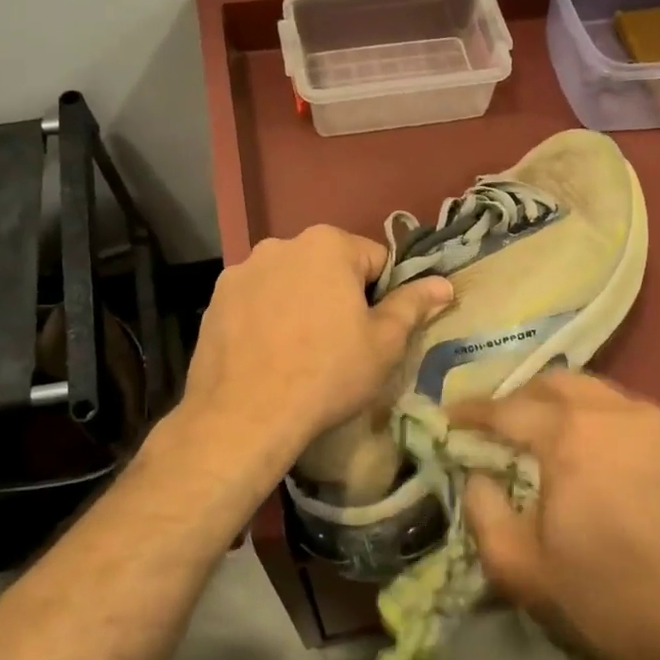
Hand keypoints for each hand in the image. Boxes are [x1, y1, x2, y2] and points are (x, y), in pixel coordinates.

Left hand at [181, 225, 451, 476]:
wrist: (246, 415)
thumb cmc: (328, 373)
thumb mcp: (384, 343)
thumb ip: (413, 305)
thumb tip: (444, 284)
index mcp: (328, 244)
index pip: (375, 260)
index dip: (383, 296)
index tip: (374, 331)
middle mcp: (281, 244)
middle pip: (328, 267)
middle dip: (338, 295)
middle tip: (340, 344)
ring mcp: (242, 270)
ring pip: (289, 282)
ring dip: (300, 303)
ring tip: (299, 352)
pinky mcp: (216, 299)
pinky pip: (256, 300)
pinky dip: (266, 317)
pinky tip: (268, 354)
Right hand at [455, 371, 659, 659]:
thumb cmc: (607, 605)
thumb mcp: (520, 569)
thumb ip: (483, 509)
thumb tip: (477, 473)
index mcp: (571, 436)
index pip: (507, 409)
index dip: (471, 412)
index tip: (448, 418)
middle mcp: (616, 412)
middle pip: (555, 383)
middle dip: (518, 398)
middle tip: (497, 427)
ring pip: (597, 391)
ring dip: (561, 405)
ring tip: (543, 438)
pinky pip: (629, 412)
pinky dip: (599, 419)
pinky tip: (594, 455)